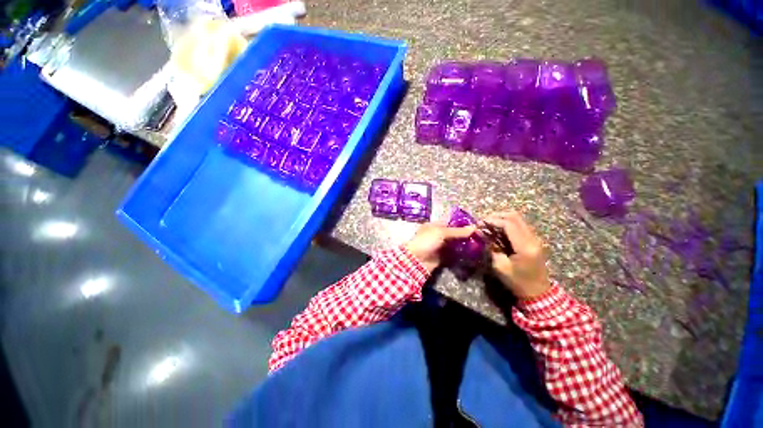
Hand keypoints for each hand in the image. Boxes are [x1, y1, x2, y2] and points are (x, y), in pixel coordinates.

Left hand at [405, 223, 476, 272]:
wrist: (416, 261)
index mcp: (435, 226)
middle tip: (481, 236)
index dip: (462, 223)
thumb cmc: (426, 241)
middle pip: (454, 233)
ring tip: (479, 244)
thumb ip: (457, 231)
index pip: (451, 222)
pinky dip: (462, 254)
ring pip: (456, 244)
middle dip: (466, 235)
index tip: (476, 225)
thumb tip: (474, 227)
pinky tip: (472, 253)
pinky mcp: (443, 257)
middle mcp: (438, 235)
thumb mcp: (441, 233)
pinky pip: (454, 254)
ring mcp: (441, 246)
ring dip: (465, 244)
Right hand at [481, 212, 550, 298]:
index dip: (493, 220)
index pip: (509, 224)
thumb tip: (481, 234)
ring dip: (503, 219)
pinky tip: (498, 230)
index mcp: (525, 247)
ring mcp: (535, 239)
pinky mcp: (534, 241)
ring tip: (489, 225)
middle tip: (484, 221)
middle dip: (498, 216)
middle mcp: (533, 239)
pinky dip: (508, 224)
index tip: (480, 223)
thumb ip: (491, 248)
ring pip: (519, 219)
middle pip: (515, 217)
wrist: (538, 293)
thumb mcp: (500, 266)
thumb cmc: (517, 282)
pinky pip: (520, 226)